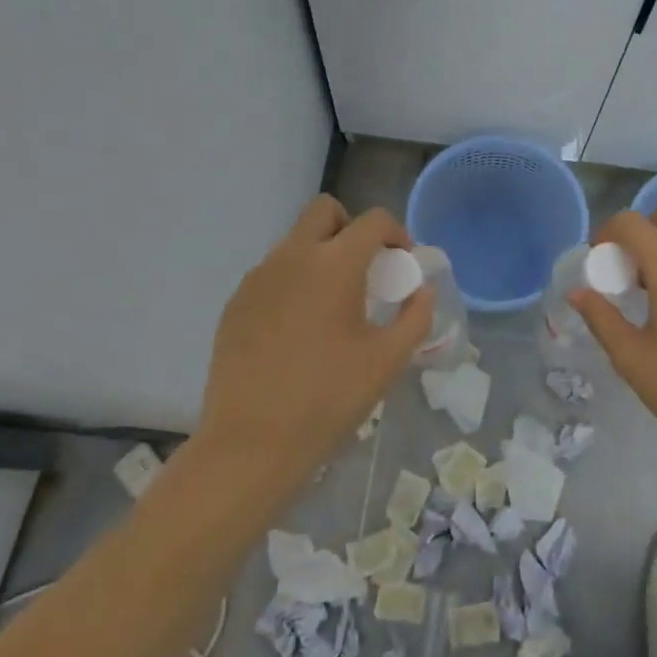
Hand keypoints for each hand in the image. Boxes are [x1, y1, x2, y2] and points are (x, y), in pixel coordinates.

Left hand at [192, 196, 431, 491]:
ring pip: (295, 241)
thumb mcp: (388, 360)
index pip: (374, 220)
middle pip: (325, 210)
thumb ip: (416, 316)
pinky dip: (293, 282)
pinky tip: (299, 328)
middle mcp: (292, 257)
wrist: (251, 445)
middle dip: (351, 228)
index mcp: (335, 264)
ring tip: (332, 304)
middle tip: (365, 268)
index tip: (403, 262)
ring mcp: (258, 278)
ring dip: (321, 254)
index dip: (396, 233)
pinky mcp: (235, 303)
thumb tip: (421, 290)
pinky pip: (272, 273)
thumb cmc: (329, 399)